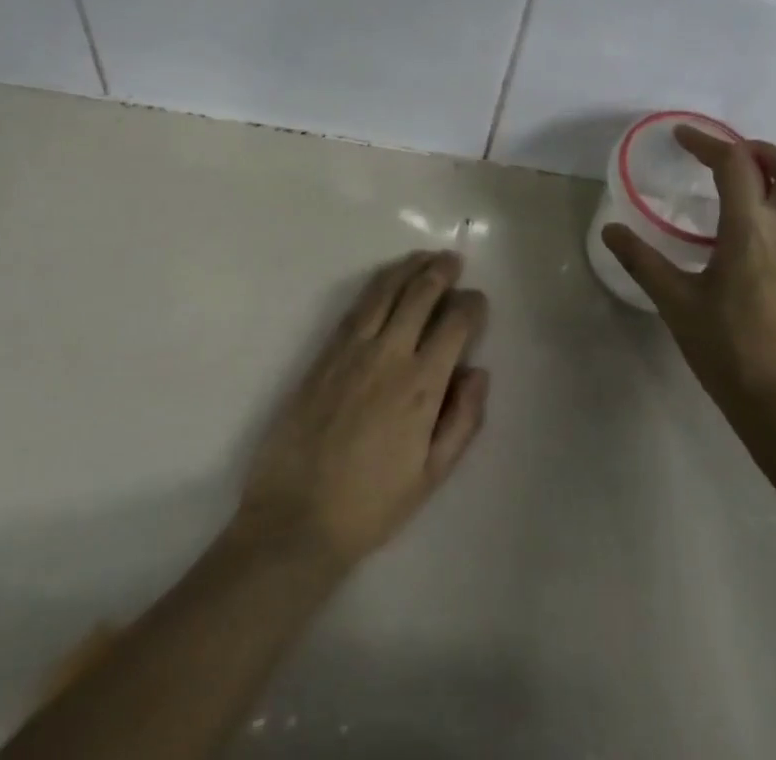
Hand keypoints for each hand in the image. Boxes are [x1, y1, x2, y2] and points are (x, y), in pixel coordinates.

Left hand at [235, 250, 489, 571]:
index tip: (478, 301)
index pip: (455, 325)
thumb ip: (463, 420)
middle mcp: (389, 355)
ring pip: (385, 291)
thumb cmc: (372, 504)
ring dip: (409, 268)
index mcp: (422, 386)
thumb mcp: (432, 475)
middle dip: (441, 272)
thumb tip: (479, 371)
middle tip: (453, 260)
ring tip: (424, 257)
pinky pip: (355, 306)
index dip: (472, 305)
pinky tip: (386, 280)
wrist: (297, 517)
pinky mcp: (324, 352)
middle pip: (420, 295)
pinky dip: (376, 285)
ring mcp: (352, 350)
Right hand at [602, 127, 775, 434]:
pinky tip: (743, 242)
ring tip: (730, 192)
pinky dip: (773, 212)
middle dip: (761, 151)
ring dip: (769, 180)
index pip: (736, 165)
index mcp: (752, 232)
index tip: (682, 136)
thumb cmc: (729, 352)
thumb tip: (611, 231)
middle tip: (726, 153)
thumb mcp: (677, 304)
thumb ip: (643, 262)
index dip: (708, 143)